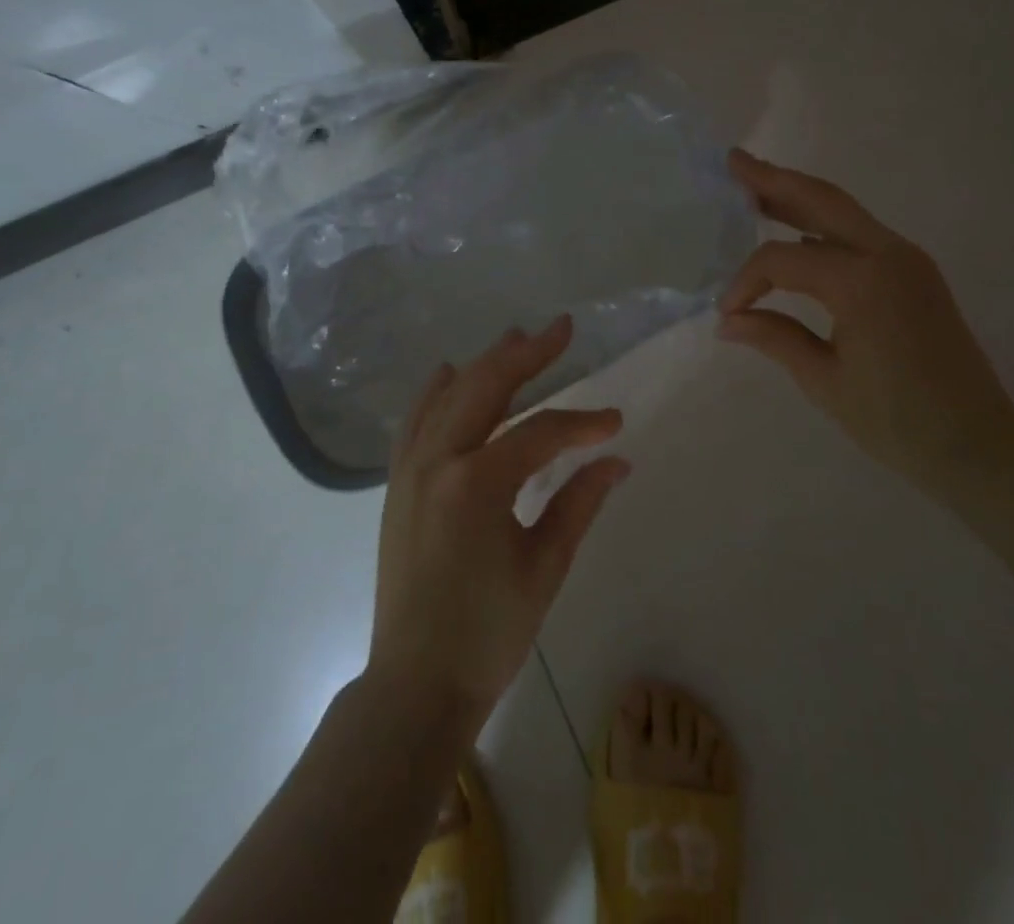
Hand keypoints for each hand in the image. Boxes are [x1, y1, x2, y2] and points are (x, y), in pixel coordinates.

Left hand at [366, 316, 629, 729]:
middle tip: (561, 328)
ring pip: (448, 396)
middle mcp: (438, 461)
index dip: (583, 424)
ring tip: (516, 338)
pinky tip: (447, 373)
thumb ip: (579, 503)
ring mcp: (410, 470)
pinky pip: (414, 422)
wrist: (416, 683)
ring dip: (484, 364)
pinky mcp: (397, 484)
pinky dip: (433, 393)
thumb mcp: (544, 567)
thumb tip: (617, 459)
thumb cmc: (488, 633)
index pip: (541, 433)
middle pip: (486, 387)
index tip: (615, 421)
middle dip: (527, 354)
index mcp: (477, 484)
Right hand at [717, 149, 1013, 486]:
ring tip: (755, 183)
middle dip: (774, 179)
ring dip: (799, 194)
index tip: (727, 313)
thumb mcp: (824, 381)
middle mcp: (888, 255)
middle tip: (733, 161)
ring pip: (843, 210)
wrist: (978, 446)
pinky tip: (796, 229)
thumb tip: (727, 320)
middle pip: (821, 200)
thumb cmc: (896, 421)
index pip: (783, 259)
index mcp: (863, 283)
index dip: (746, 281)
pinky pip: (859, 234)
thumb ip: (774, 337)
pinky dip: (822, 223)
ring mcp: (907, 259)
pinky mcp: (914, 272)